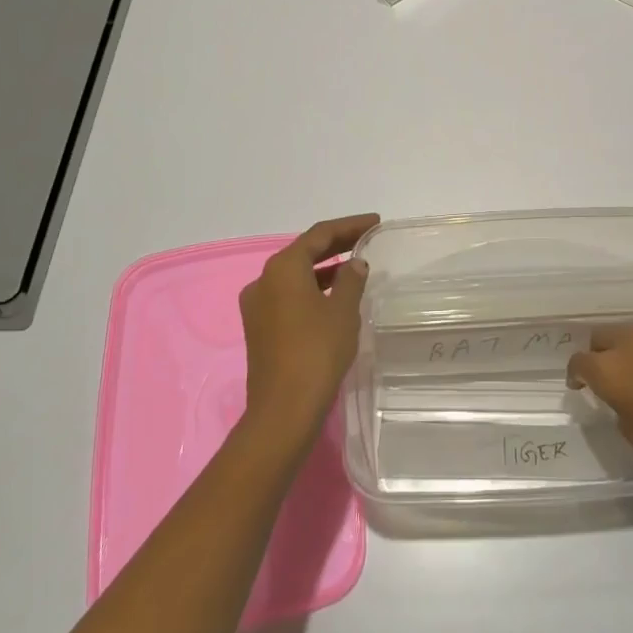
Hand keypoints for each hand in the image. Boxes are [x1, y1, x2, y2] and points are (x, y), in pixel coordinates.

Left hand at [238, 213, 377, 453]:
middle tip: (366, 239)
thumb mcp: (343, 311)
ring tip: (355, 267)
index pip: (320, 234)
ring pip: (295, 276)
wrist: (283, 410)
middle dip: (336, 244)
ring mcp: (257, 305)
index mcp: (283, 268)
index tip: (374, 222)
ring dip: (324, 268)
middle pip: (304, 252)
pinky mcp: (259, 328)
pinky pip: (289, 296)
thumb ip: (351, 280)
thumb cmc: (317, 352)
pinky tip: (334, 298)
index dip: (349, 226)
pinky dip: (312, 289)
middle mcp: (264, 280)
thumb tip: (355, 264)